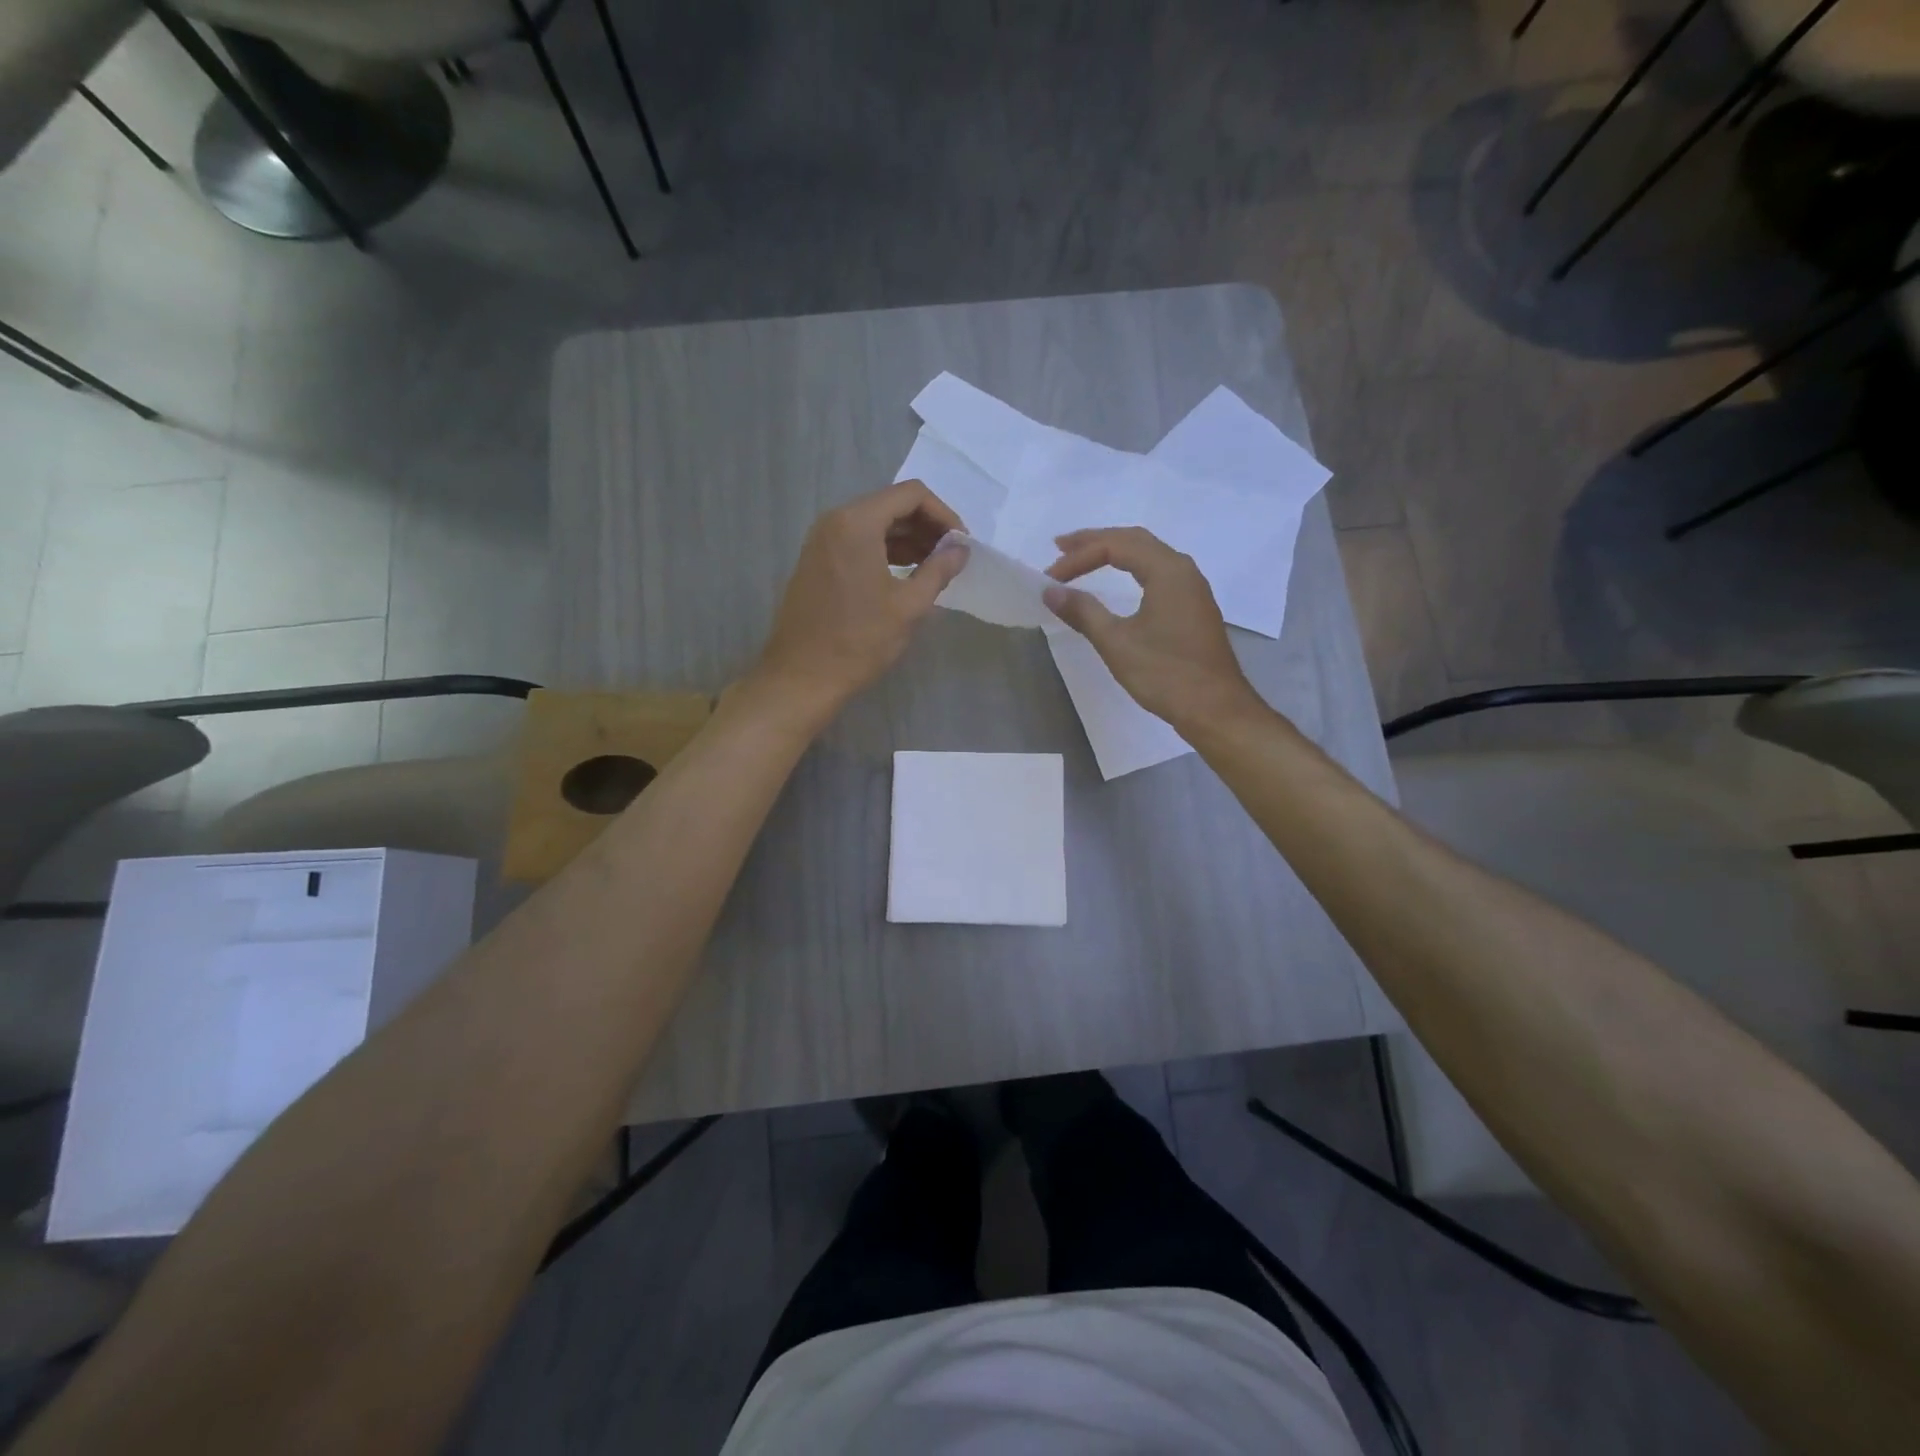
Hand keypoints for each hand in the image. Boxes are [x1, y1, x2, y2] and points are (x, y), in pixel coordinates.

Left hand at [751, 480, 968, 719]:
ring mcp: (821, 541)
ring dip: (907, 540)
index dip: (943, 514)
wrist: (802, 676)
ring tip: (934, 569)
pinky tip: (905, 576)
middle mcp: (835, 521)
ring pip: (874, 524)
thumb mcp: (909, 606)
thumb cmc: (859, 641)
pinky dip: (885, 551)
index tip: (961, 544)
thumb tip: (961, 550)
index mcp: (857, 523)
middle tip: (952, 557)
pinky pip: (857, 542)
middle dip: (926, 526)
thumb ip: (939, 570)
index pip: (911, 494)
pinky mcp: (816, 561)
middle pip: (891, 505)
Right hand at [1044, 527, 1262, 731]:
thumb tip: (1050, 591)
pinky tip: (1118, 582)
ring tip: (1082, 559)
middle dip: (1095, 542)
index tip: (1050, 579)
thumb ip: (1083, 612)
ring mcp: (1192, 589)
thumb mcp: (1117, 642)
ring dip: (1113, 552)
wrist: (1215, 709)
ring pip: (1148, 555)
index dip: (1078, 557)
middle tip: (1060, 547)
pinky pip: (1157, 573)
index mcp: (1168, 570)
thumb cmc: (1166, 673)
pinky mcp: (1192, 607)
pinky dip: (1130, 568)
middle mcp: (1183, 570)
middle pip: (1134, 540)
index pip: (1115, 546)